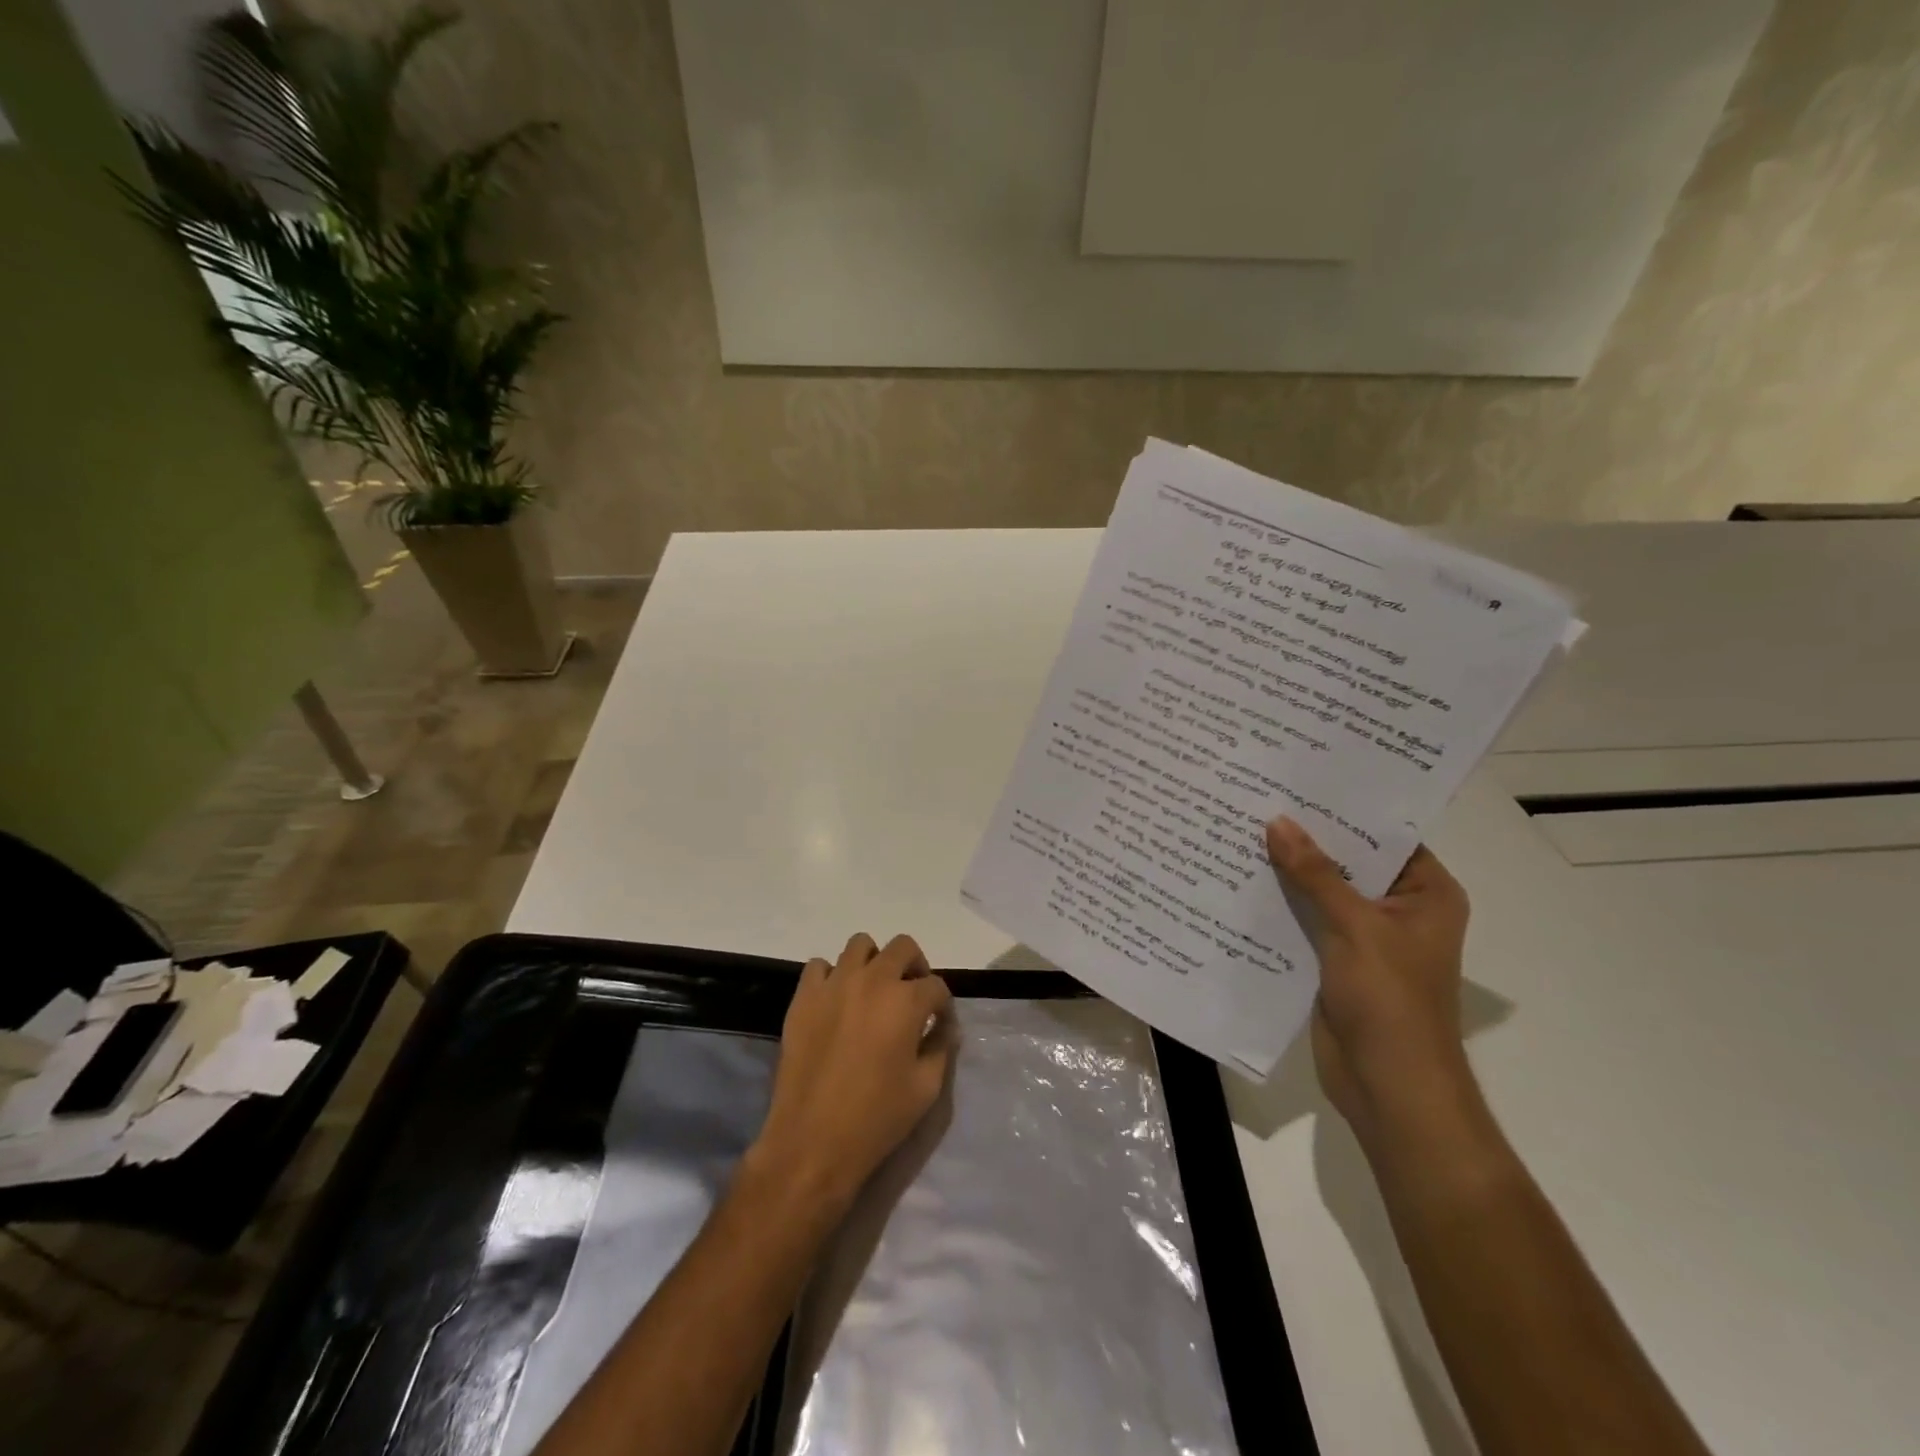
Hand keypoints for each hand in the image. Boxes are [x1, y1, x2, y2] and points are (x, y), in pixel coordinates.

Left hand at [749, 933, 954, 1216]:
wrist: (811, 1142)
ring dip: (874, 963)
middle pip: (903, 947)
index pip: (936, 986)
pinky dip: (832, 976)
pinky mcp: (804, 997)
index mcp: (906, 1002)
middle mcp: (872, 981)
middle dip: (915, 967)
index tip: (939, 1023)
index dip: (943, 1005)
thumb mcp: (926, 1089)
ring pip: (861, 945)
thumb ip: (941, 1047)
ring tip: (873, 992)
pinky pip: (820, 966)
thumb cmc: (876, 1119)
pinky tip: (837, 1003)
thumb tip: (944, 1026)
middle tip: (912, 996)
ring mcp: (834, 984)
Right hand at [1265, 818, 1474, 1139]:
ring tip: (1239, 827)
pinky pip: (1304, 918)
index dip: (1344, 808)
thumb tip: (1277, 822)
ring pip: (1321, 890)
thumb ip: (1315, 874)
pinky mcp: (1333, 958)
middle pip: (1348, 860)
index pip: (1384, 834)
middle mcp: (1397, 907)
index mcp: (1426, 893)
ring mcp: (1364, 935)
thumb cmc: (1391, 1001)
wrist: (1389, 1087)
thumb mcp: (1355, 927)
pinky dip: (1279, 902)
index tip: (1298, 777)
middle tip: (1258, 796)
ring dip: (1287, 870)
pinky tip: (1239, 878)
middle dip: (1306, 837)